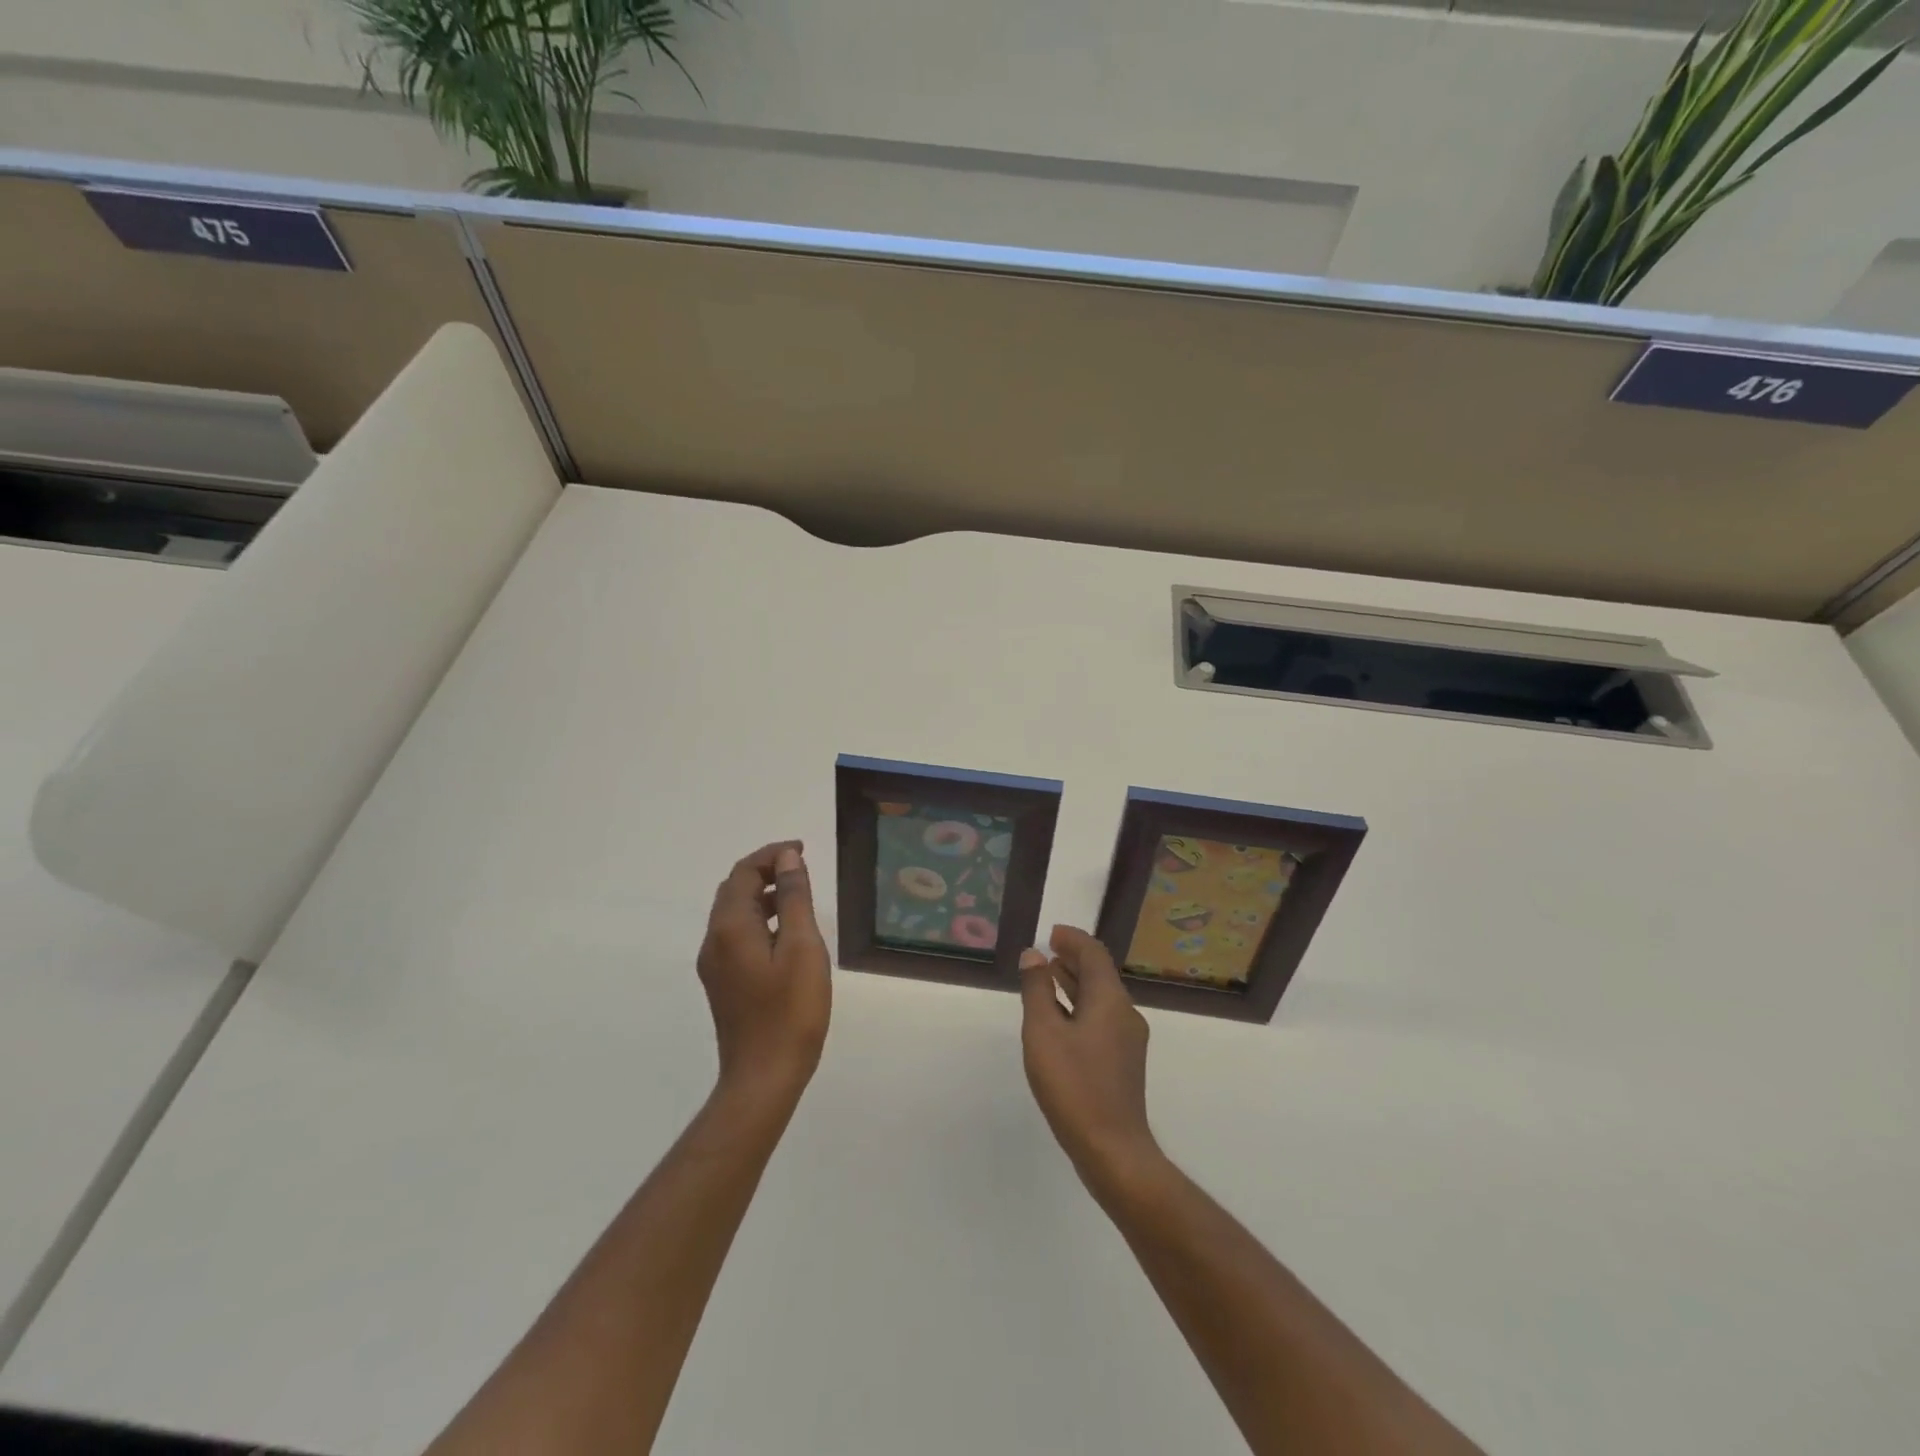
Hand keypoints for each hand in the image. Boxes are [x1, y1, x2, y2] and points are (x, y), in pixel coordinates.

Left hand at [698, 842, 831, 1100]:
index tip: (802, 849)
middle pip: (734, 889)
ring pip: (734, 913)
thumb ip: (793, 898)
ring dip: (762, 894)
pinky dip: (758, 918)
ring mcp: (715, 964)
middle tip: (801, 867)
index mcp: (730, 927)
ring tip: (798, 895)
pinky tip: (785, 933)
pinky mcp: (723, 983)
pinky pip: (736, 934)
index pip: (744, 872)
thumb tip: (787, 858)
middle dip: (764, 870)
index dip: (771, 854)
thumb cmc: (790, 1011)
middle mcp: (714, 940)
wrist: (763, 1077)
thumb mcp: (802, 947)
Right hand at [1019, 926, 1162, 1197]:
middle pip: (1100, 974)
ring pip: (1100, 998)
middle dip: (1073, 959)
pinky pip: (1101, 1019)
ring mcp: (1127, 1040)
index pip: (1094, 953)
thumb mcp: (1043, 1032)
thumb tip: (1033, 955)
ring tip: (1047, 978)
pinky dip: (1079, 1007)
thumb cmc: (1074, 1085)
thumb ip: (1037, 990)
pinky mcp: (1123, 1062)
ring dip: (1075, 983)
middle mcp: (1124, 1013)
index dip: (1072, 939)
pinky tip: (1059, 1021)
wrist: (1112, 1149)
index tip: (1051, 934)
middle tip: (1045, 952)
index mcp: (1110, 1000)